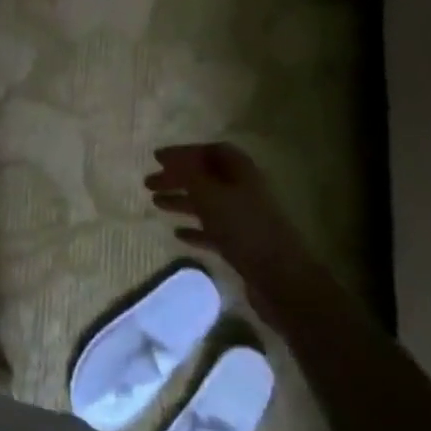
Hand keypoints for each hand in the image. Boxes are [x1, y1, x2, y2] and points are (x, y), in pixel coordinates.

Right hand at [145, 143, 295, 278]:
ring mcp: (245, 219)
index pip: (212, 151)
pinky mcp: (243, 245)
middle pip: (207, 177)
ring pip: (208, 203)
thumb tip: (169, 156)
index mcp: (242, 172)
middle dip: (177, 177)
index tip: (158, 158)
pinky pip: (214, 230)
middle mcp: (245, 191)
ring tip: (155, 204)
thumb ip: (187, 174)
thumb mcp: (209, 195)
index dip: (185, 152)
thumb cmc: (243, 228)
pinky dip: (195, 229)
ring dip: (182, 201)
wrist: (281, 279)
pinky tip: (177, 234)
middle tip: (149, 183)